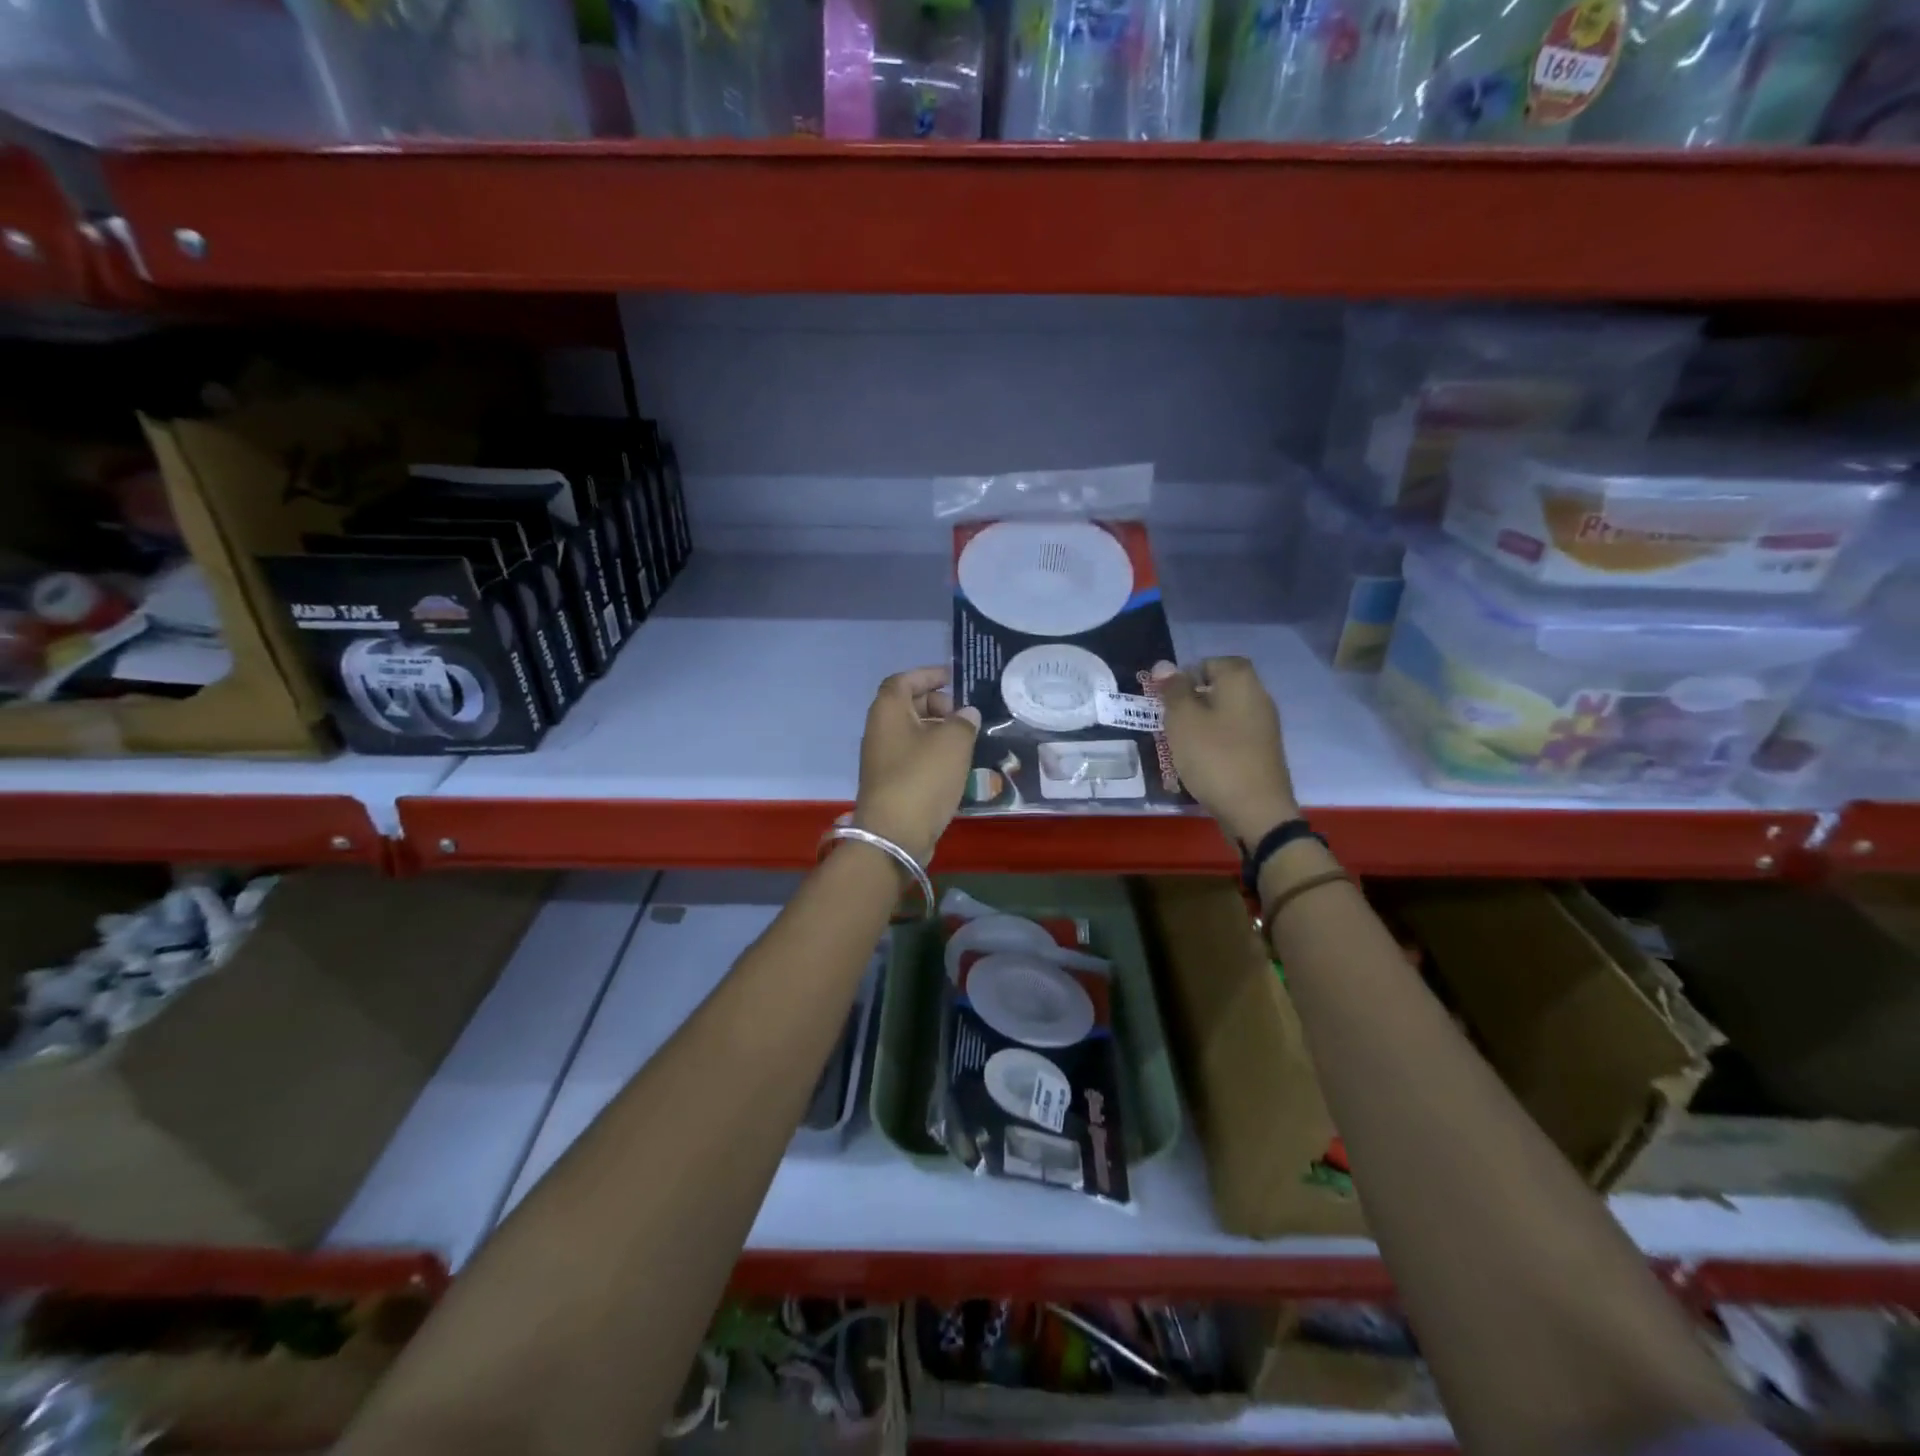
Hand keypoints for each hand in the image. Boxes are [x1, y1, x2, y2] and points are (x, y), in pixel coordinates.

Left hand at [853, 667, 981, 866]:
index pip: (904, 680)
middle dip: (936, 704)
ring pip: (911, 733)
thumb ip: (964, 722)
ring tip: (967, 738)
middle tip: (963, 714)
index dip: (928, 675)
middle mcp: (879, 730)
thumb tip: (966, 714)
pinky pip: (913, 756)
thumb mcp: (953, 742)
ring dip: (937, 730)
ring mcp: (882, 759)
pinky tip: (956, 764)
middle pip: (907, 706)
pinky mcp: (890, 783)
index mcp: (888, 711)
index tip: (953, 678)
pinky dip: (933, 752)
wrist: (895, 834)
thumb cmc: (923, 778)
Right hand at [1152, 656, 1299, 847]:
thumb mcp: (1183, 720)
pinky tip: (1200, 762)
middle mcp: (1259, 698)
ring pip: (1226, 713)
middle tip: (1169, 720)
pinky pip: (1233, 736)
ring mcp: (1264, 727)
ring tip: (1179, 743)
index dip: (1189, 674)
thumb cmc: (1214, 757)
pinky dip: (1214, 742)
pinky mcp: (1262, 753)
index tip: (1168, 697)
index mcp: (1241, 682)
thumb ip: (1173, 690)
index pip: (1215, 662)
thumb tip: (1164, 665)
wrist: (1255, 811)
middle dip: (1192, 700)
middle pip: (1221, 688)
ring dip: (1201, 723)